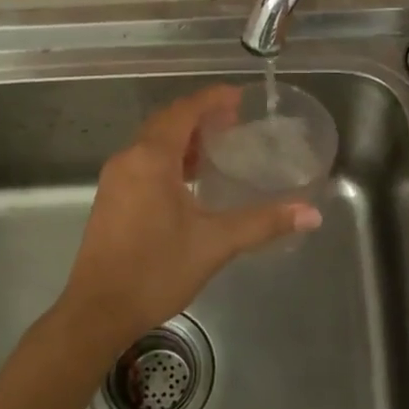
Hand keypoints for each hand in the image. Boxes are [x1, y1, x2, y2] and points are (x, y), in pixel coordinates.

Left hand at [60, 86, 321, 351]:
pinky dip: (168, 159)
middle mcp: (128, 159)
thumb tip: (311, 213)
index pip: (184, 111)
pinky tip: (188, 182)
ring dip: (183, 138)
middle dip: (200, 116)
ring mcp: (115, 179)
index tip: (240, 97)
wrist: (98, 310)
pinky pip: (142, 162)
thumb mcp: (215, 243)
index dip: (212, 99)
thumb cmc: (156, 271)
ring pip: (152, 143)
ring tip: (216, 148)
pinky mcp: (110, 199)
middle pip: (166, 122)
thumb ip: (263, 223)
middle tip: (234, 122)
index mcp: (151, 158)